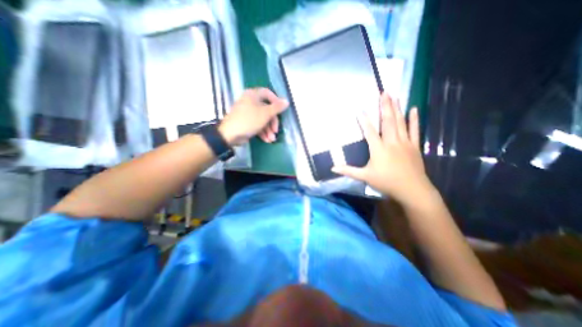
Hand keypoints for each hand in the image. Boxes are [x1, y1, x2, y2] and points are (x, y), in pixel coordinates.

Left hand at [218, 89, 288, 145]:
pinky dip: (263, 132)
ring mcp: (248, 113)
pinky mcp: (247, 123)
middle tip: (276, 131)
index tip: (281, 110)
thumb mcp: (265, 114)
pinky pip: (258, 125)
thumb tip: (287, 101)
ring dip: (269, 130)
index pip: (267, 93)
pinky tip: (267, 140)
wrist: (230, 134)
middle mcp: (250, 102)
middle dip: (273, 122)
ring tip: (271, 139)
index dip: (276, 101)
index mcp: (253, 95)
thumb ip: (277, 107)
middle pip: (267, 109)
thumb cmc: (249, 120)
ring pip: (263, 119)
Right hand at [332, 93, 430, 204]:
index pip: (369, 132)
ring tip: (395, 96)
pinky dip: (414, 119)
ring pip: (400, 122)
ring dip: (397, 108)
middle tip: (384, 92)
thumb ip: (348, 171)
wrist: (412, 189)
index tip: (360, 109)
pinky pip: (414, 130)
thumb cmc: (386, 182)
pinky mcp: (414, 146)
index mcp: (379, 149)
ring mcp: (404, 142)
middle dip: (385, 106)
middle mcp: (391, 142)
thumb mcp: (365, 177)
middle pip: (387, 121)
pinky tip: (414, 109)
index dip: (364, 120)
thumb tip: (332, 168)